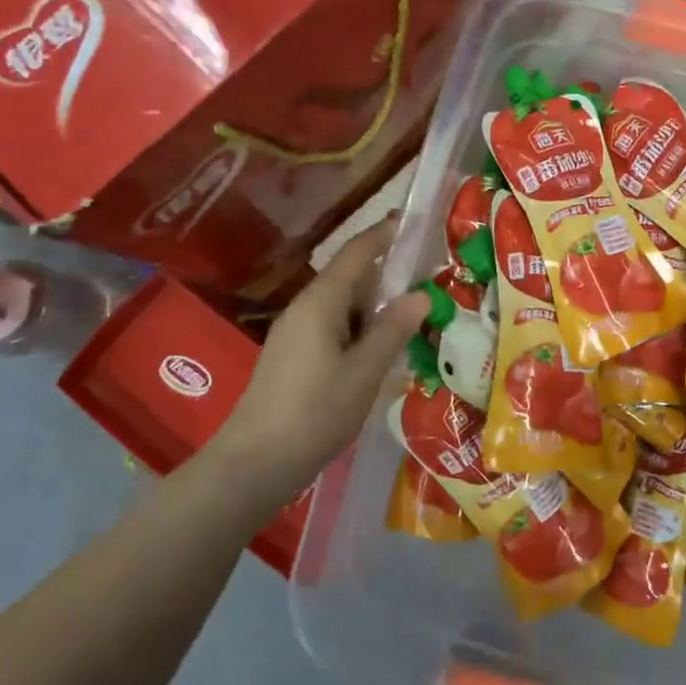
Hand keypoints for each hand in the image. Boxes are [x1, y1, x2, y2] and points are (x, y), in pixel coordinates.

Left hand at [207, 219, 430, 515]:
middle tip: (430, 286)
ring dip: (376, 311)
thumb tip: (421, 294)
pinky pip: (334, 330)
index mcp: (321, 302)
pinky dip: (360, 332)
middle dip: (389, 279)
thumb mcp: (364, 372)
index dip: (385, 234)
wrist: (255, 462)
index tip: (414, 222)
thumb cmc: (314, 411)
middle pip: (351, 279)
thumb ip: (393, 330)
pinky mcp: (293, 357)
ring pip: (344, 308)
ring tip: (414, 323)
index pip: (357, 253)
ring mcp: (296, 333)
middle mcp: (305, 308)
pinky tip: (381, 355)